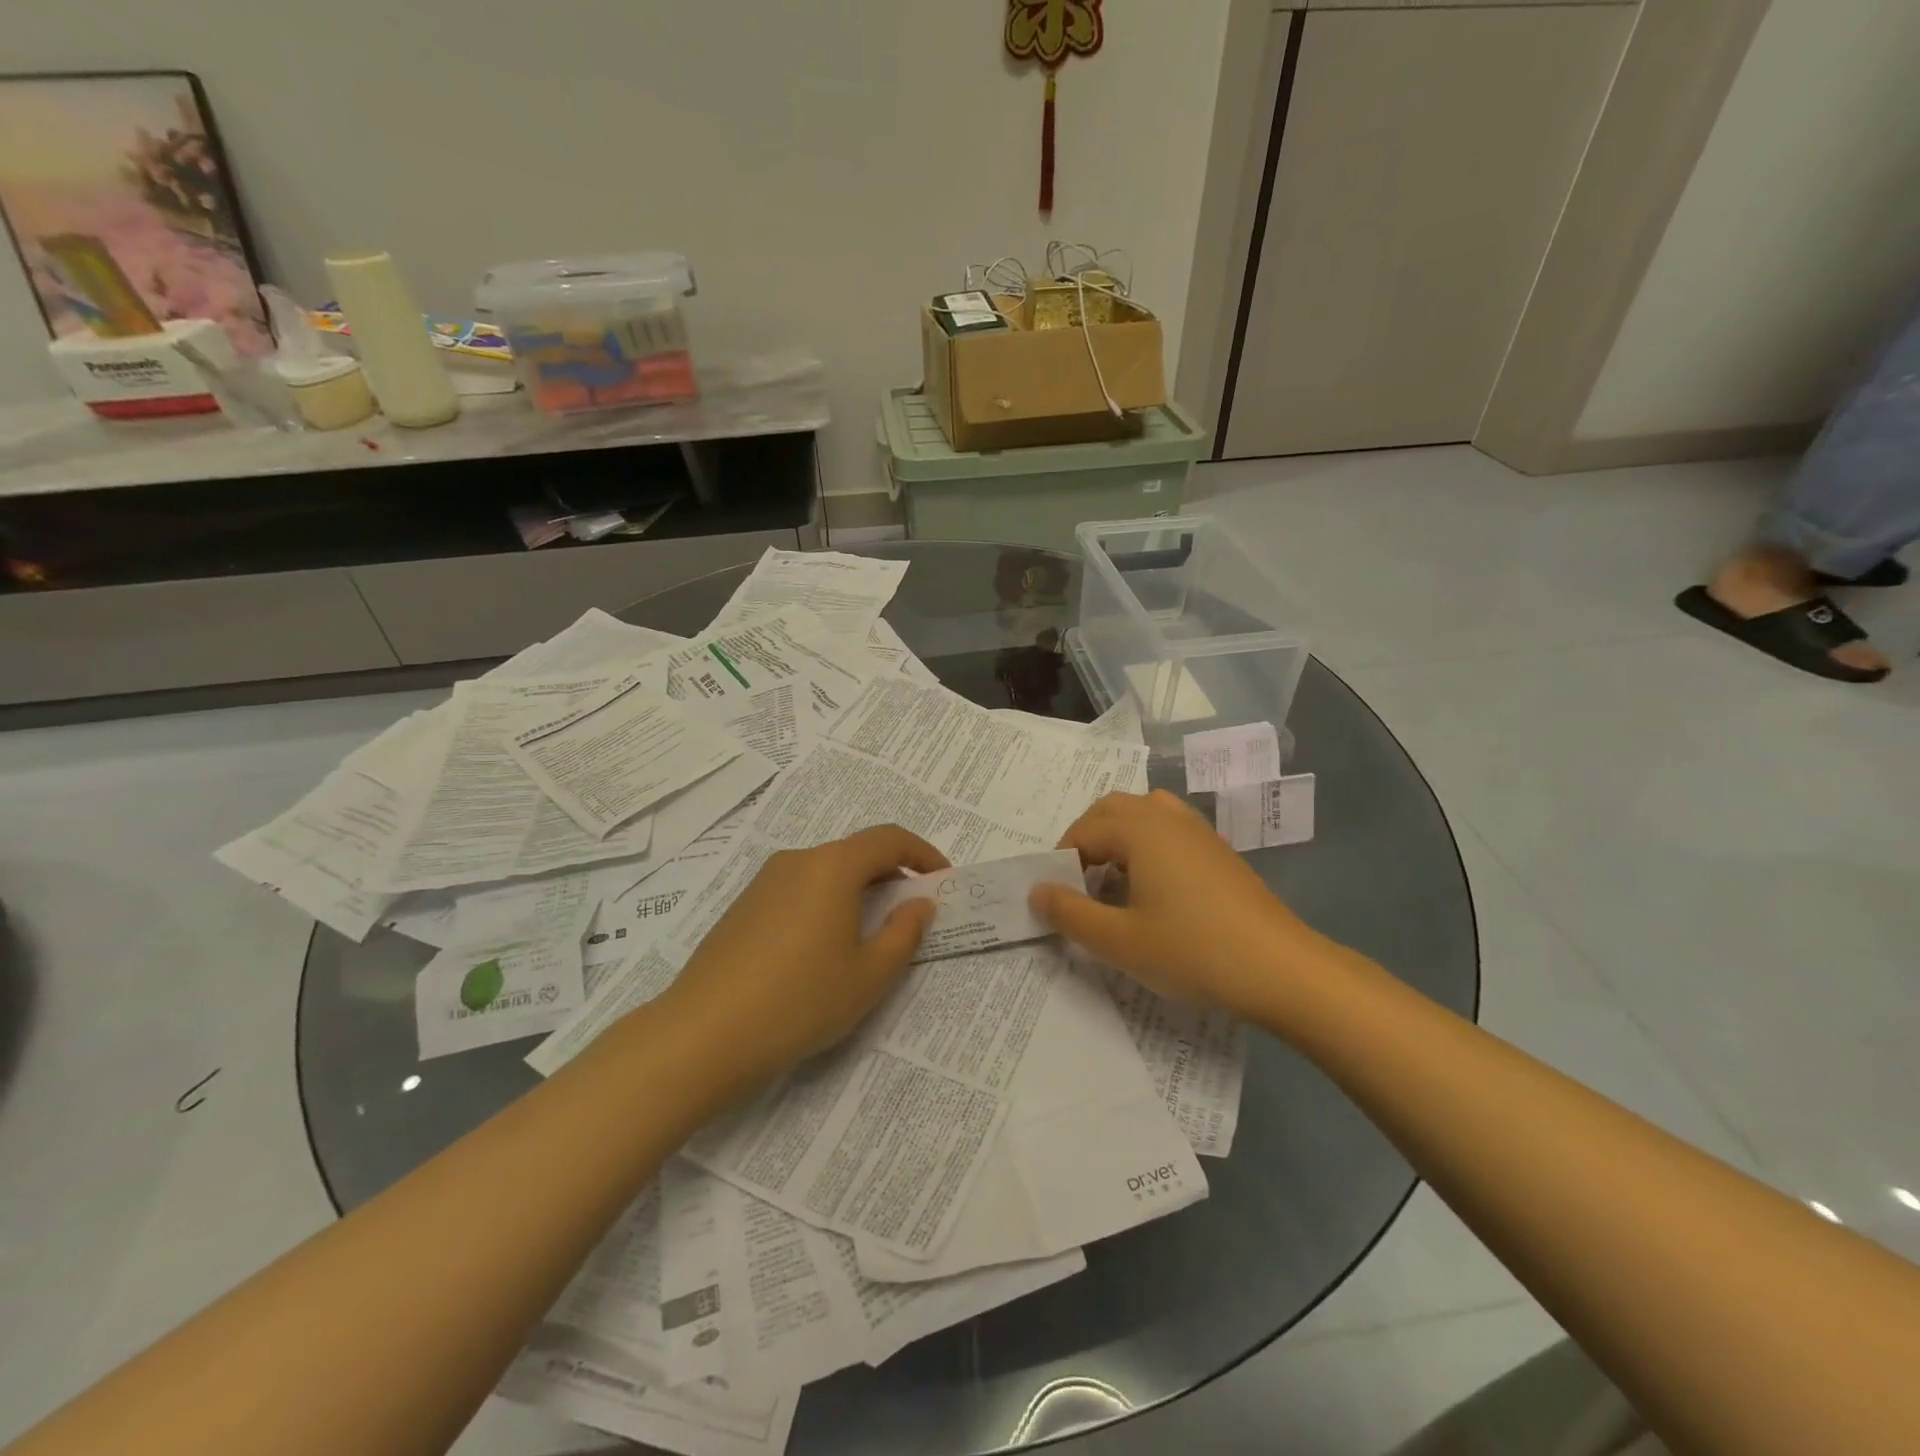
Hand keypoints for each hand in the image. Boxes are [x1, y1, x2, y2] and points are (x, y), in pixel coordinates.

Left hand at [659, 825, 946, 1088]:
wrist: (703, 1035)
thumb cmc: (800, 1001)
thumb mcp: (868, 975)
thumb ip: (904, 933)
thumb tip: (920, 903)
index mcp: (832, 867)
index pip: (889, 839)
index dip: (923, 853)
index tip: (943, 879)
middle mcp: (798, 860)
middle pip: (856, 852)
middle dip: (892, 874)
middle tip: (912, 912)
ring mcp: (765, 881)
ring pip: (826, 871)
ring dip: (859, 890)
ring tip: (871, 933)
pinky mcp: (744, 906)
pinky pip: (799, 889)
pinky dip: (827, 902)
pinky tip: (824, 947)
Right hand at [1031, 789, 1324, 1015]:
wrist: (1280, 968)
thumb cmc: (1192, 951)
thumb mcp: (1119, 941)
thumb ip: (1069, 913)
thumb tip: (1036, 891)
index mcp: (1139, 829)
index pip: (1082, 832)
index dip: (1061, 863)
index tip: (1058, 900)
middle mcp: (1166, 816)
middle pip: (1111, 810)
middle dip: (1085, 840)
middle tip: (1077, 884)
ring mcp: (1197, 830)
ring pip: (1142, 814)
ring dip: (1117, 838)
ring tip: (1111, 880)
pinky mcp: (1218, 849)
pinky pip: (1168, 829)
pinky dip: (1146, 844)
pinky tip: (1153, 887)